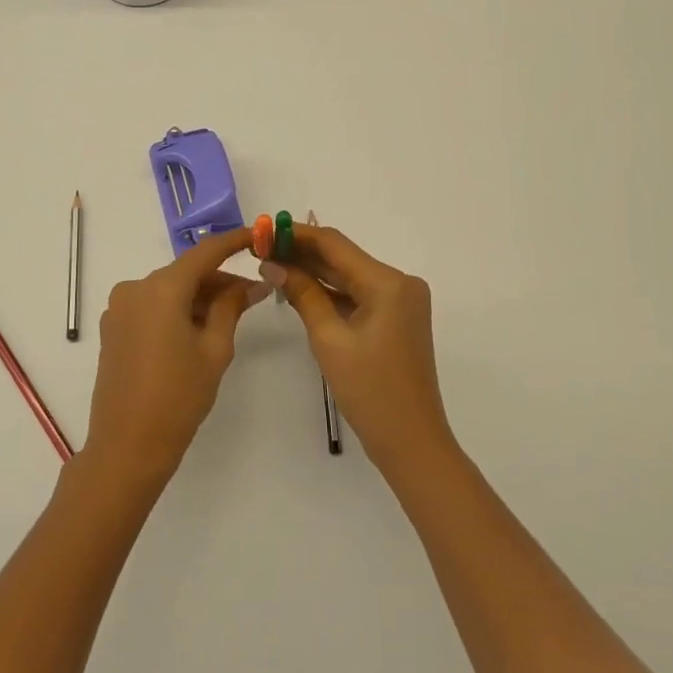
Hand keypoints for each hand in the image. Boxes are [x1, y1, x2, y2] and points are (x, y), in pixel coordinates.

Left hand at [85, 226, 270, 489]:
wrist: (127, 446)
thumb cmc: (178, 397)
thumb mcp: (214, 349)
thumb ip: (231, 307)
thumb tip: (253, 283)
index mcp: (161, 288)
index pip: (205, 252)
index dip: (233, 241)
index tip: (259, 236)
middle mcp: (135, 288)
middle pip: (186, 273)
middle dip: (219, 280)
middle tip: (254, 295)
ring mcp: (120, 308)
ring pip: (169, 290)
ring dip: (199, 297)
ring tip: (230, 317)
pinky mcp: (114, 328)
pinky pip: (152, 306)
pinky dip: (177, 310)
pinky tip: (198, 330)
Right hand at [262, 226, 455, 474]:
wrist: (411, 442)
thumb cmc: (369, 392)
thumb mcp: (329, 340)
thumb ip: (303, 294)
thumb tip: (272, 264)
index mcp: (388, 282)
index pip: (335, 244)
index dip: (297, 234)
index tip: (263, 231)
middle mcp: (399, 282)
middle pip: (343, 258)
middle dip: (302, 253)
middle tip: (260, 249)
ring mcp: (400, 301)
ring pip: (349, 276)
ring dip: (313, 272)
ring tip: (272, 265)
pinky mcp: (396, 317)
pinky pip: (357, 295)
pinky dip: (330, 292)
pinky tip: (298, 288)